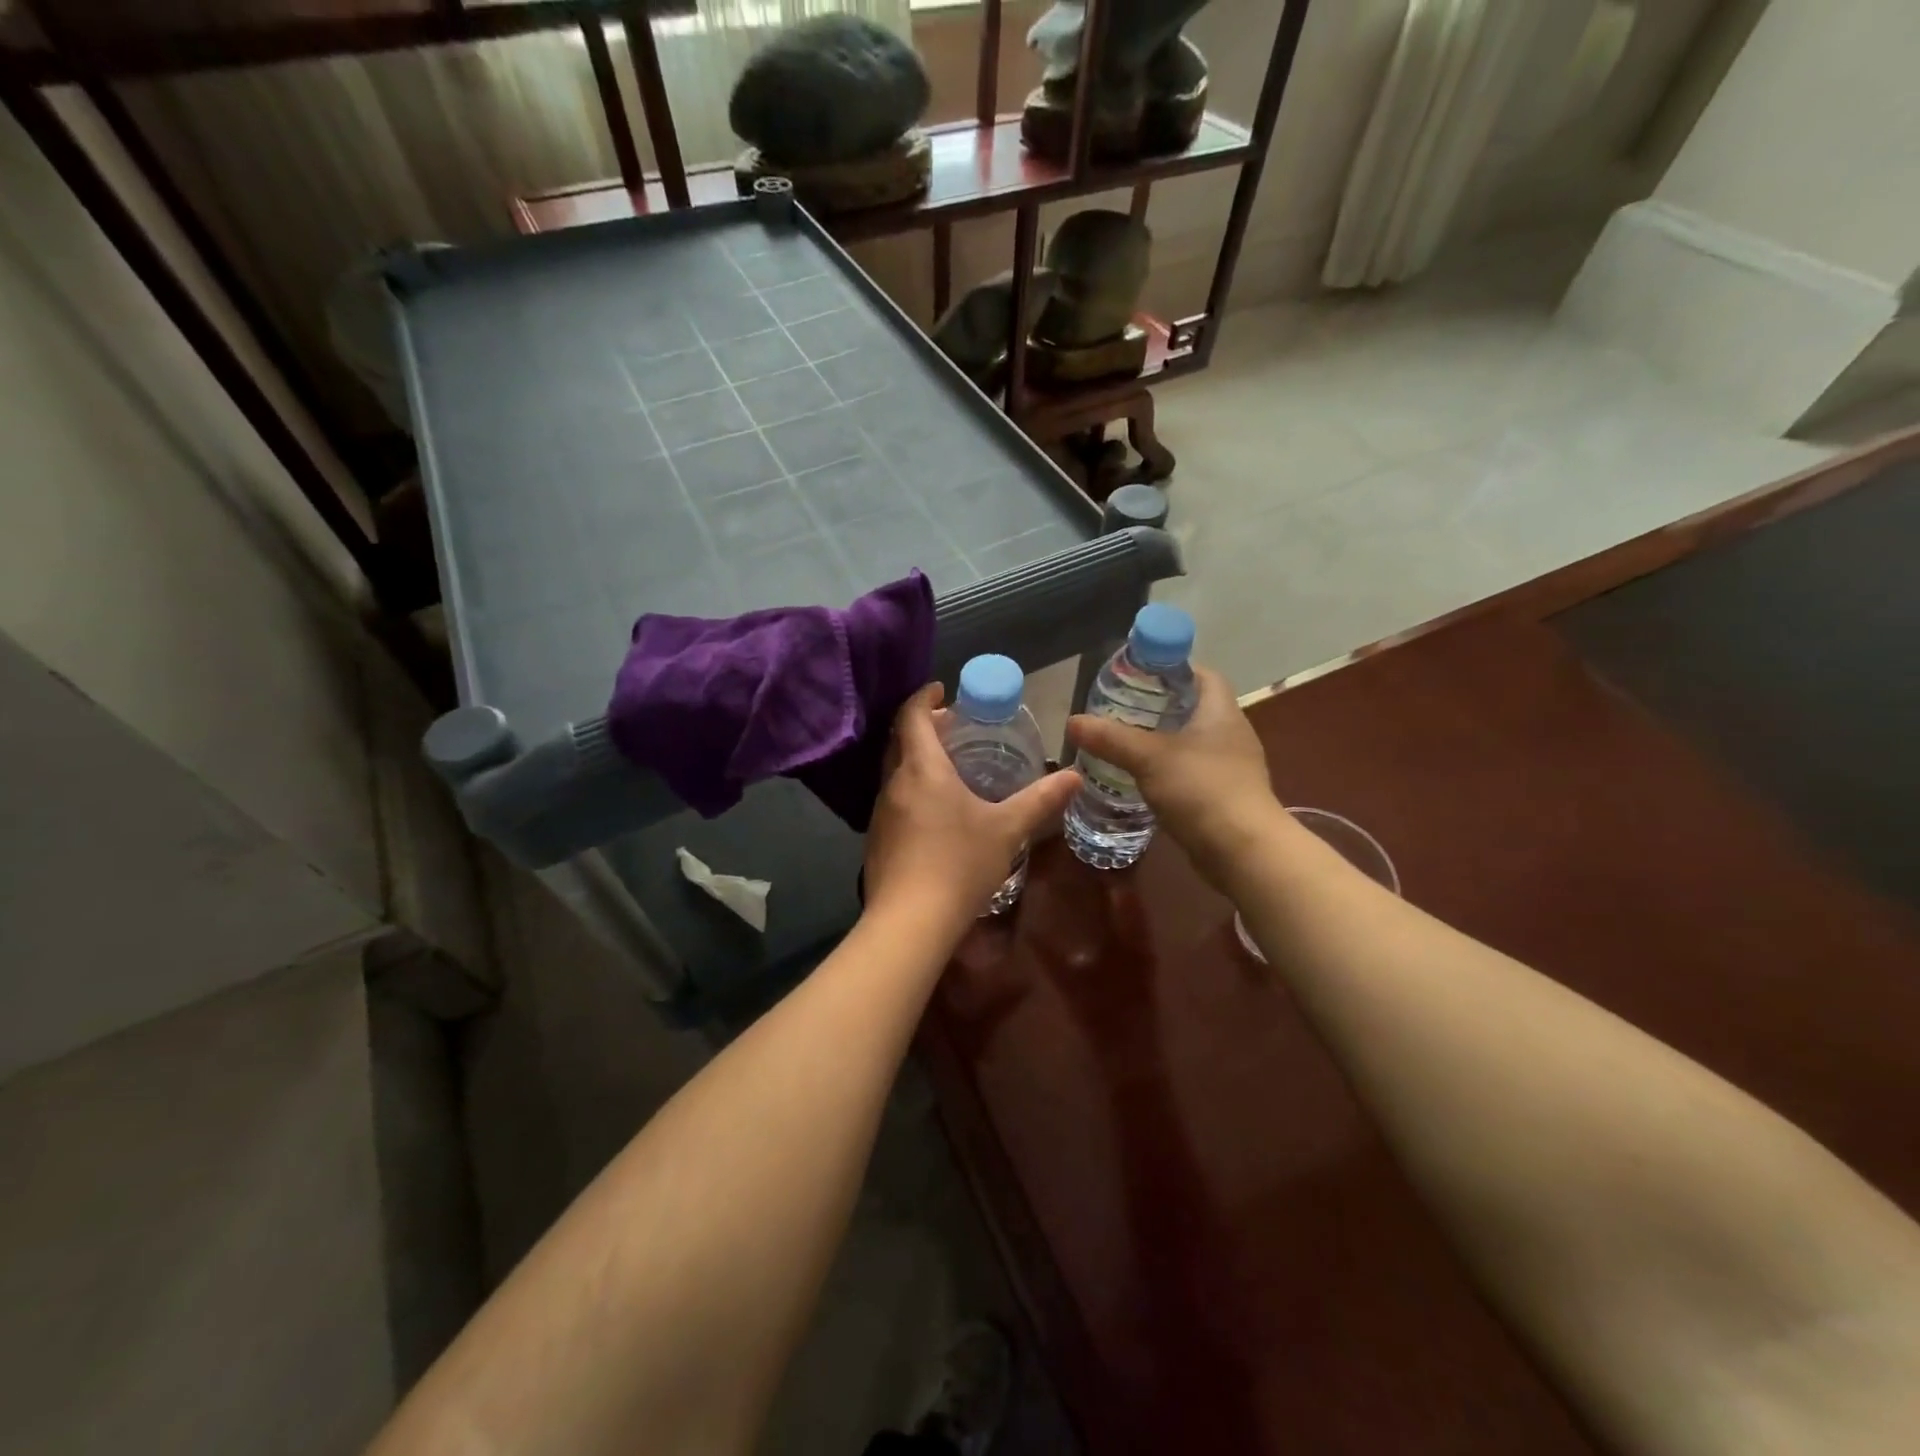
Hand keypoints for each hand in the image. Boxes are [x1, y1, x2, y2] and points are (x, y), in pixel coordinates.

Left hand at [865, 684, 1081, 928]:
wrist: (910, 921)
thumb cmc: (960, 864)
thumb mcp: (1007, 829)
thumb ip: (1040, 800)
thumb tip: (1074, 776)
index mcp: (922, 769)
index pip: (912, 716)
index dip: (924, 697)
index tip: (941, 690)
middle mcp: (894, 783)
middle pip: (901, 740)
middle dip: (924, 727)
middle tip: (954, 727)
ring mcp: (881, 812)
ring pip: (895, 771)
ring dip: (917, 759)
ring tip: (950, 767)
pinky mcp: (876, 839)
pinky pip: (894, 798)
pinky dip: (912, 788)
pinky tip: (936, 812)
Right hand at [1065, 665, 1280, 889]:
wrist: (1243, 852)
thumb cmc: (1201, 790)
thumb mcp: (1148, 758)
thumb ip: (1110, 737)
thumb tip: (1072, 722)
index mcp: (1221, 711)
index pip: (1201, 674)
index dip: (1171, 668)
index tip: (1138, 674)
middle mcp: (1231, 733)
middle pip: (1193, 707)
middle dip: (1158, 706)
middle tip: (1120, 708)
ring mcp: (1231, 767)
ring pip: (1191, 742)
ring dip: (1162, 740)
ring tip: (1124, 742)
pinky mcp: (1225, 796)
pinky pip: (1192, 772)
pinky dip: (1168, 770)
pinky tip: (1142, 779)